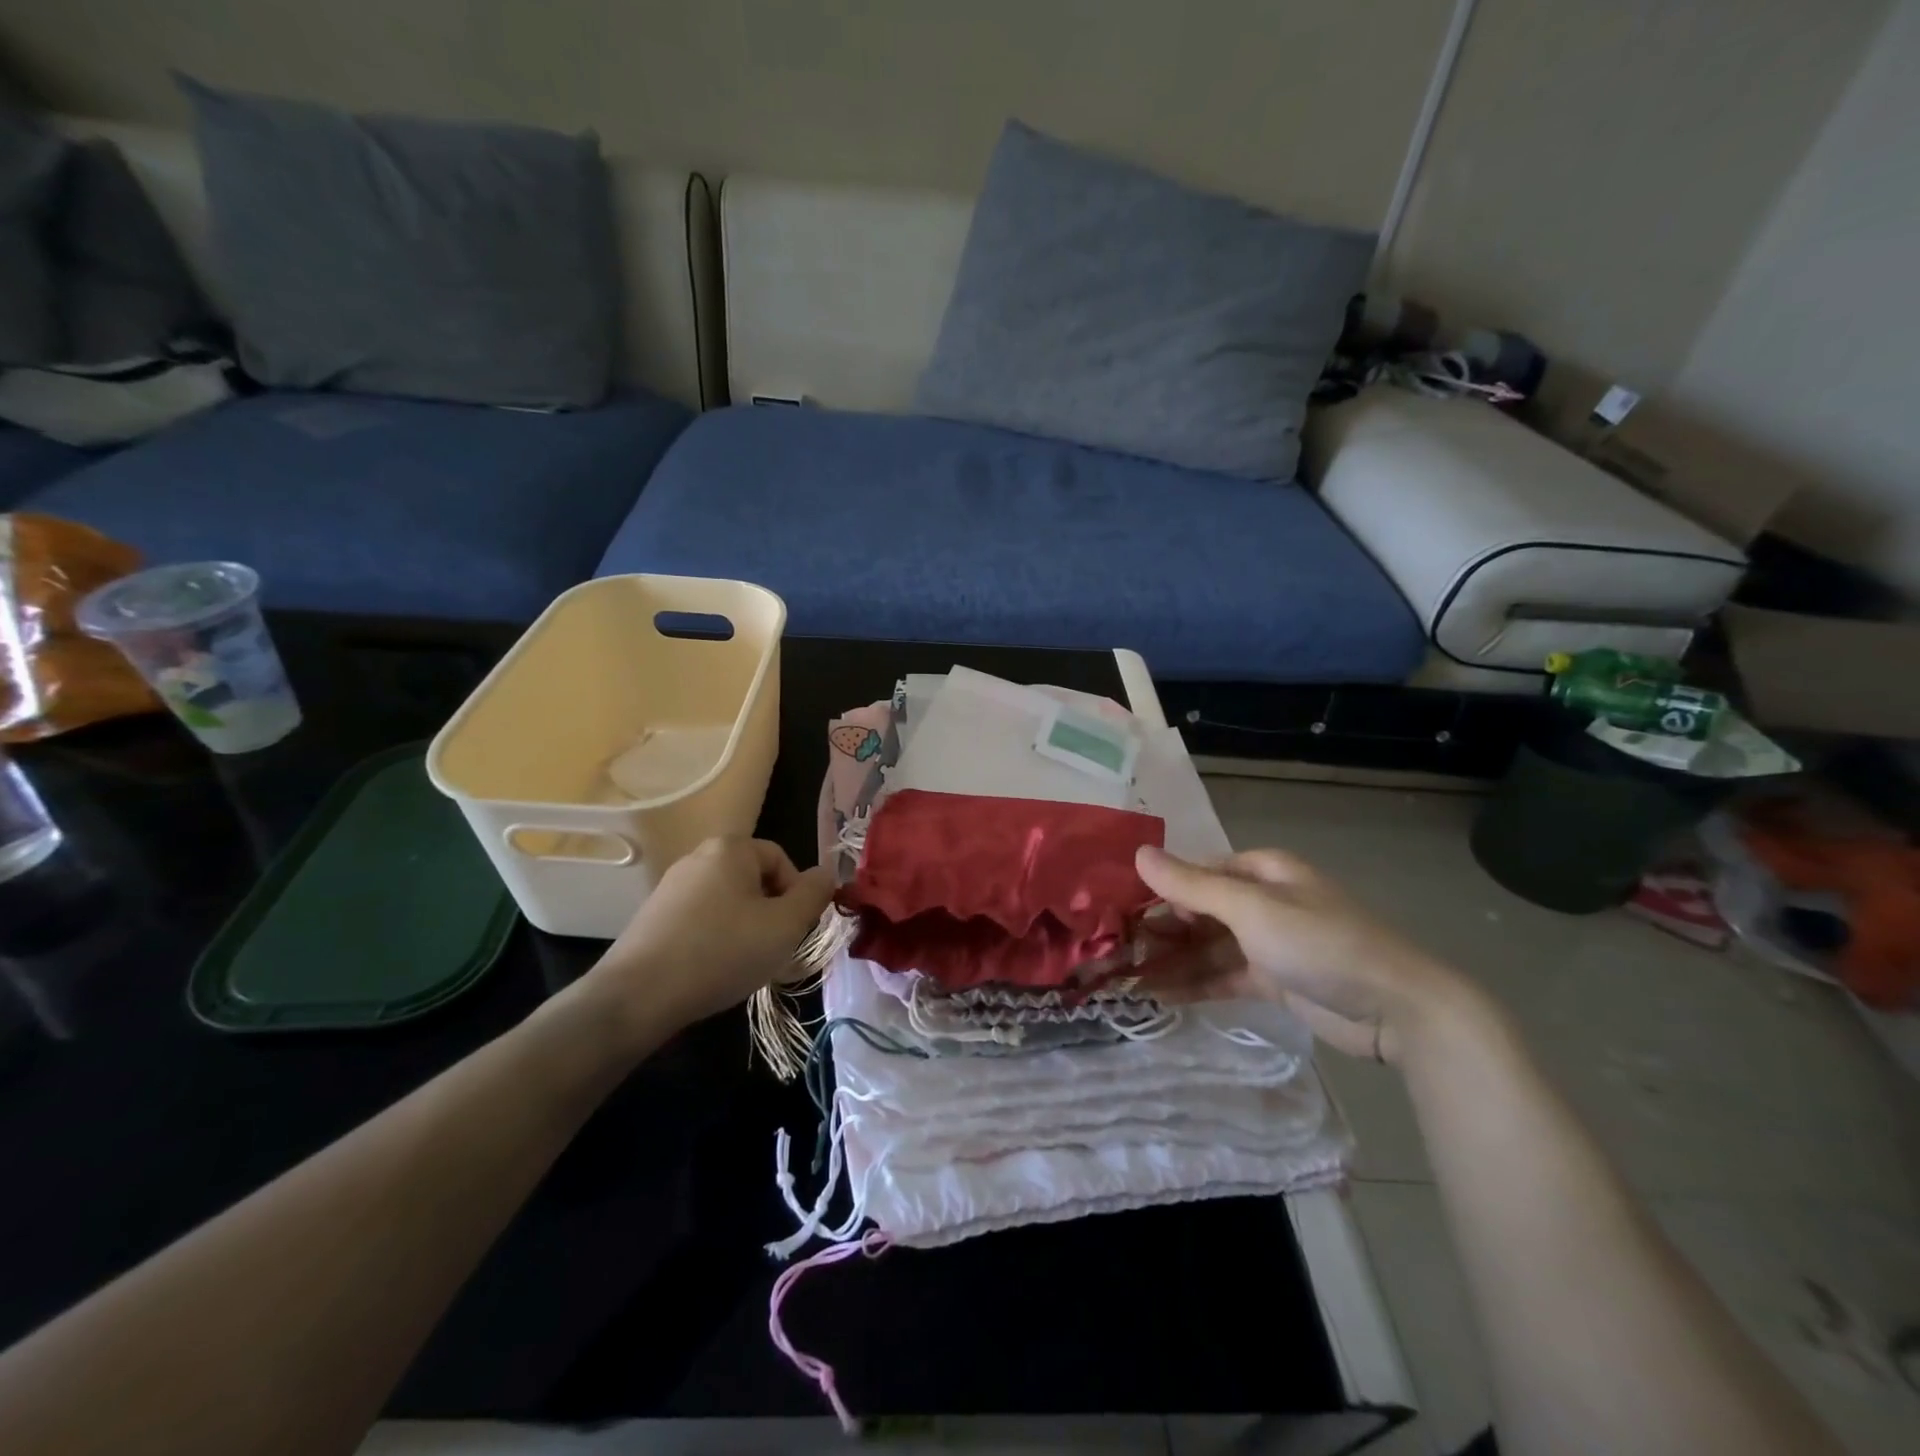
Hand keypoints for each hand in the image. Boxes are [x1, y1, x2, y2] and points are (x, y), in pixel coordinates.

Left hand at [574, 837, 832, 1045]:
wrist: (637, 995)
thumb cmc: (722, 952)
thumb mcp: (784, 925)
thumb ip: (813, 895)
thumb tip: (826, 874)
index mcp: (731, 848)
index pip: (781, 859)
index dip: (796, 893)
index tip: (794, 930)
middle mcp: (698, 856)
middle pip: (754, 878)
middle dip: (771, 911)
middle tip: (773, 947)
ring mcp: (671, 885)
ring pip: (728, 900)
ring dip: (744, 927)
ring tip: (743, 962)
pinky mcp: (653, 915)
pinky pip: (700, 918)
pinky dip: (715, 938)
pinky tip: (712, 968)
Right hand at [1133, 845, 1478, 1065]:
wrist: (1396, 1009)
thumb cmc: (1319, 943)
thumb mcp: (1250, 909)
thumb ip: (1191, 885)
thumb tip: (1138, 854)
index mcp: (1261, 871)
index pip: (1198, 872)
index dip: (1161, 888)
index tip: (1122, 911)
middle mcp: (1262, 901)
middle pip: (1200, 910)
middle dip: (1161, 928)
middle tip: (1117, 949)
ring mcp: (1268, 943)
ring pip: (1208, 946)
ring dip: (1172, 959)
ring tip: (1127, 977)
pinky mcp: (1273, 980)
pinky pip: (1223, 976)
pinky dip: (1194, 984)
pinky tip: (1158, 996)